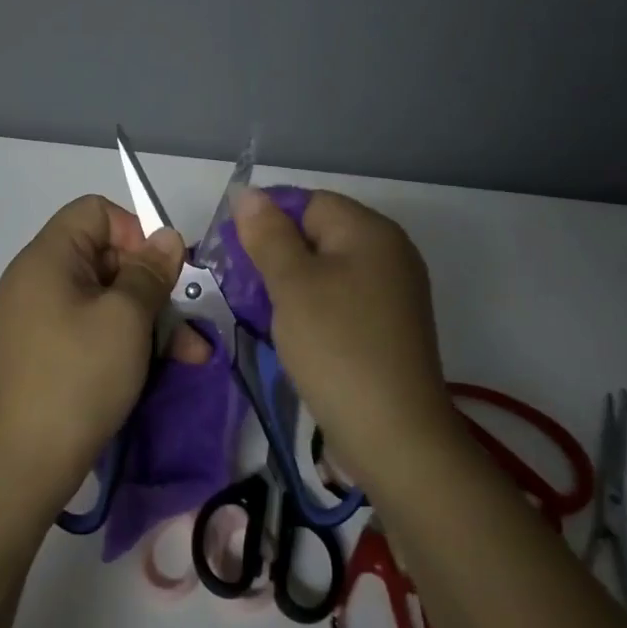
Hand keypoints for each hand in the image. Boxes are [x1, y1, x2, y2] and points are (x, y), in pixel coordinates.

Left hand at [0, 195, 204, 500]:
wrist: (26, 462)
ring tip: (192, 354)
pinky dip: (127, 341)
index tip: (161, 271)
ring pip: (107, 299)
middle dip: (152, 285)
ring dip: (150, 320)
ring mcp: (40, 319)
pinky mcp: (47, 352)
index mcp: (47, 258)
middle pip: (105, 256)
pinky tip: (165, 367)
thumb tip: (167, 237)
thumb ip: (150, 271)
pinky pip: (93, 329)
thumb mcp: (126, 318)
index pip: (95, 212)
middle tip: (185, 316)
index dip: (134, 232)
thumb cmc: (79, 376)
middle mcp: (38, 280)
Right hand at [231, 186, 453, 481]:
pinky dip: (312, 307)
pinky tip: (291, 331)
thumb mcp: (292, 285)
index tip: (233, 251)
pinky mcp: (388, 326)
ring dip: (290, 283)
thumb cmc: (336, 347)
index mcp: (370, 231)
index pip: (309, 201)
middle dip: (276, 253)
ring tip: (260, 310)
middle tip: (241, 284)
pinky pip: (341, 299)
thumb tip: (248, 193)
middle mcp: (389, 253)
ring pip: (327, 269)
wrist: (393, 434)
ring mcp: (392, 292)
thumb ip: (268, 235)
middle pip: (319, 233)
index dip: (267, 218)